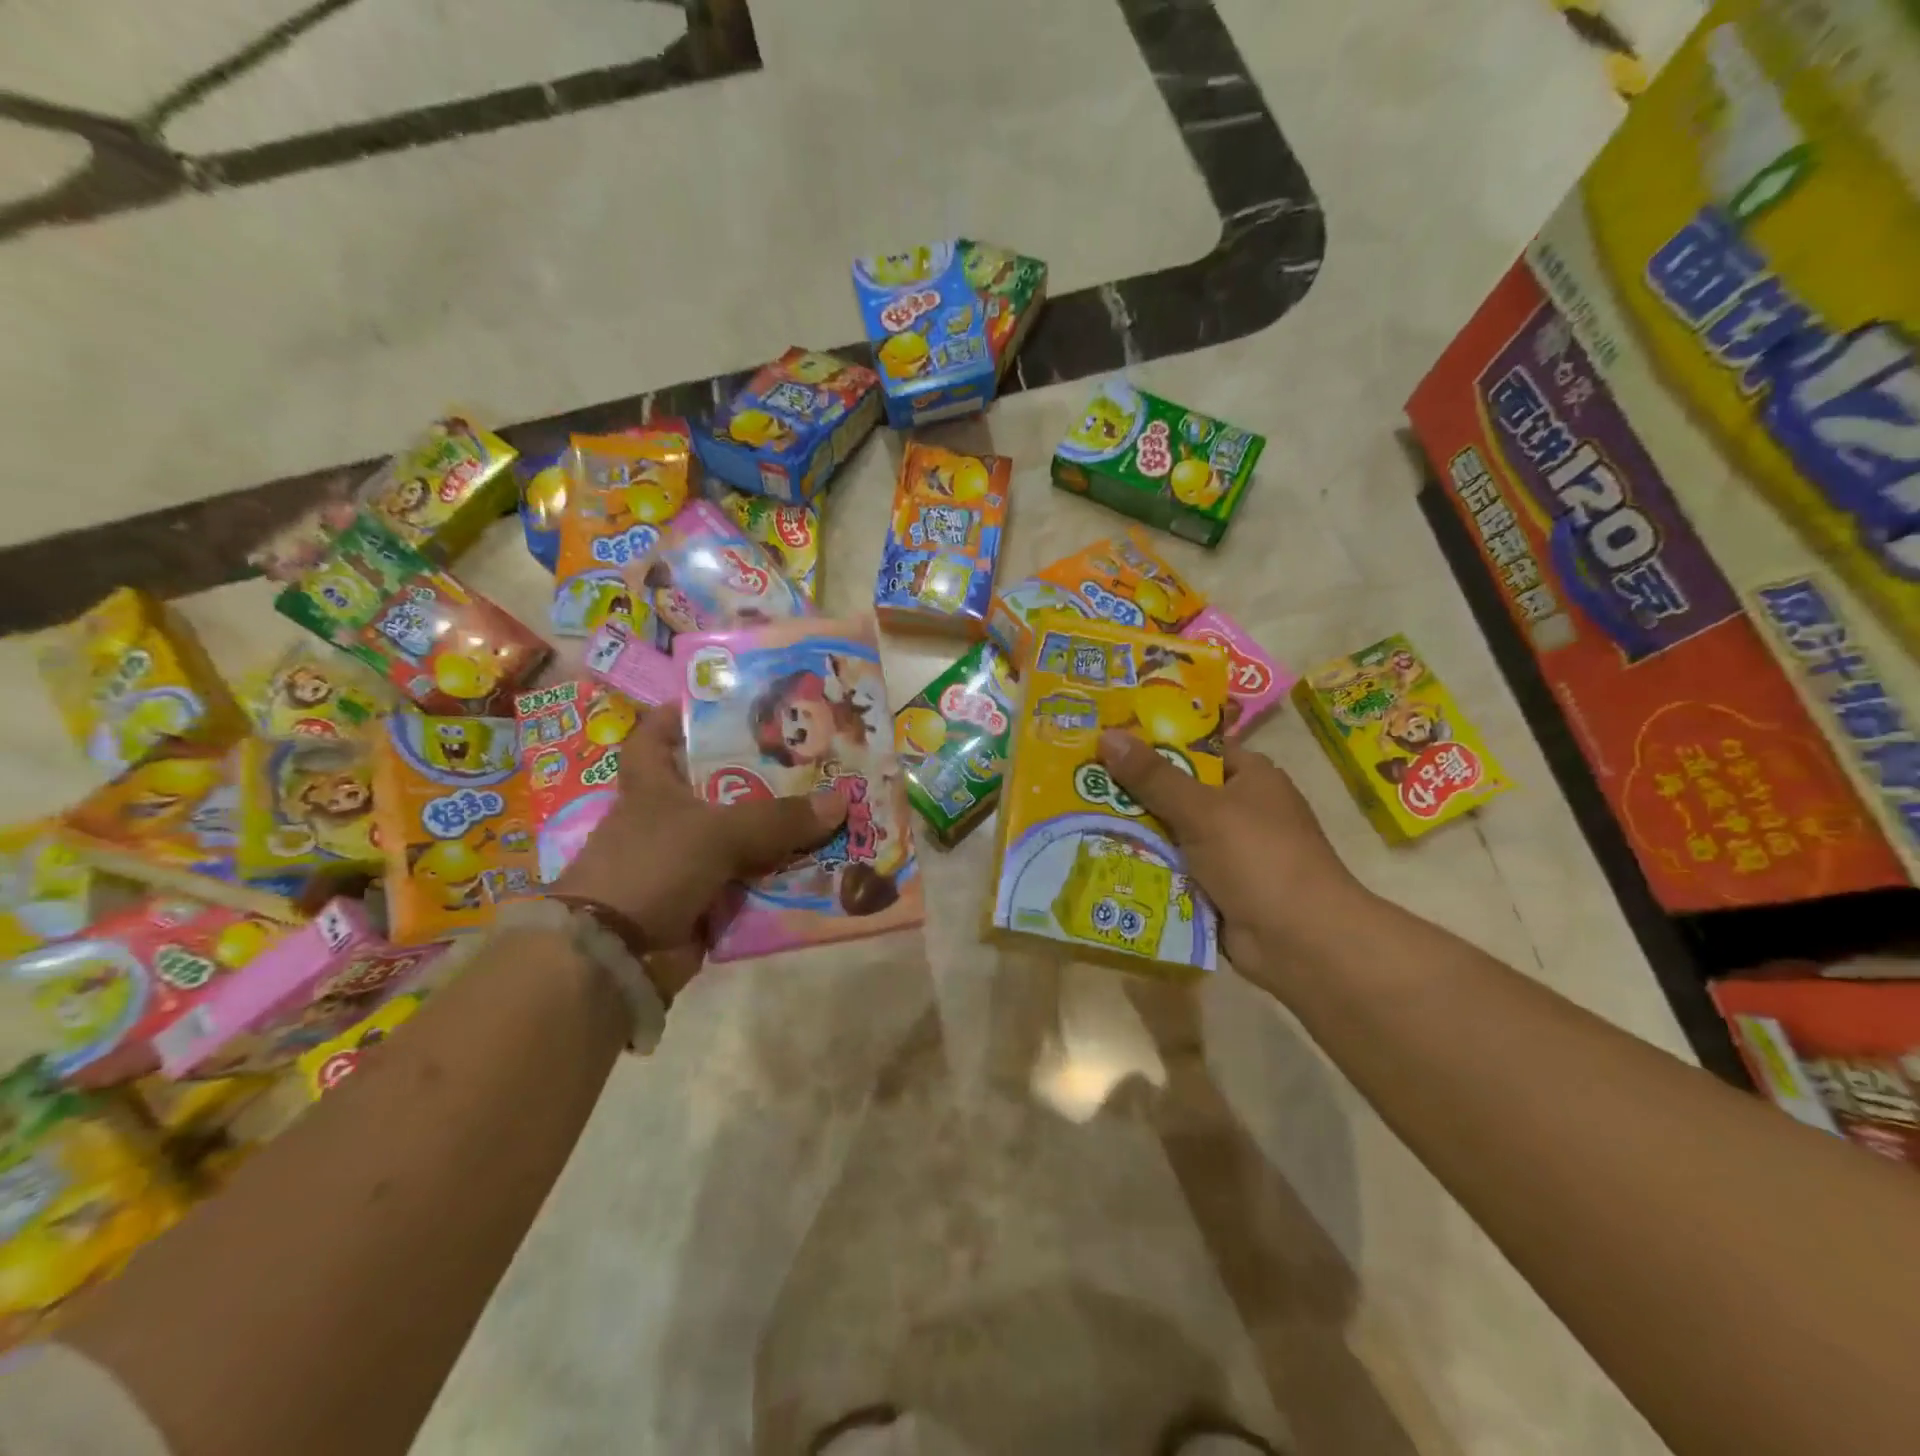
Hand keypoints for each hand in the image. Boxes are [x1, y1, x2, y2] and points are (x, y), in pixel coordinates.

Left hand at [554, 708, 846, 992]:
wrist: (617, 957)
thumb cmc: (652, 867)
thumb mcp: (717, 831)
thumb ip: (778, 817)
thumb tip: (841, 801)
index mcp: (652, 785)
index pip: (655, 736)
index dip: (681, 715)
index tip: (726, 703)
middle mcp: (668, 818)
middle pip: (719, 785)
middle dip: (764, 774)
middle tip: (815, 757)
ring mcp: (686, 861)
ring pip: (742, 836)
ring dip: (781, 830)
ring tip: (834, 808)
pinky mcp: (704, 899)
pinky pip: (751, 879)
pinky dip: (780, 875)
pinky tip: (822, 863)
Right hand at [1096, 729, 1368, 981]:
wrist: (1301, 942)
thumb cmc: (1259, 858)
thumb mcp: (1202, 810)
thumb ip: (1153, 776)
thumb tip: (1107, 735)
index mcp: (1250, 777)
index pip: (1194, 749)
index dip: (1151, 744)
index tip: (1104, 743)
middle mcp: (1240, 809)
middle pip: (1176, 792)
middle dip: (1132, 792)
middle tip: (1076, 783)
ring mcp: (1229, 852)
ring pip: (1170, 834)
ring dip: (1134, 833)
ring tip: (1076, 820)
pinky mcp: (1216, 888)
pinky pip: (1173, 869)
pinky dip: (1146, 868)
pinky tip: (1100, 861)